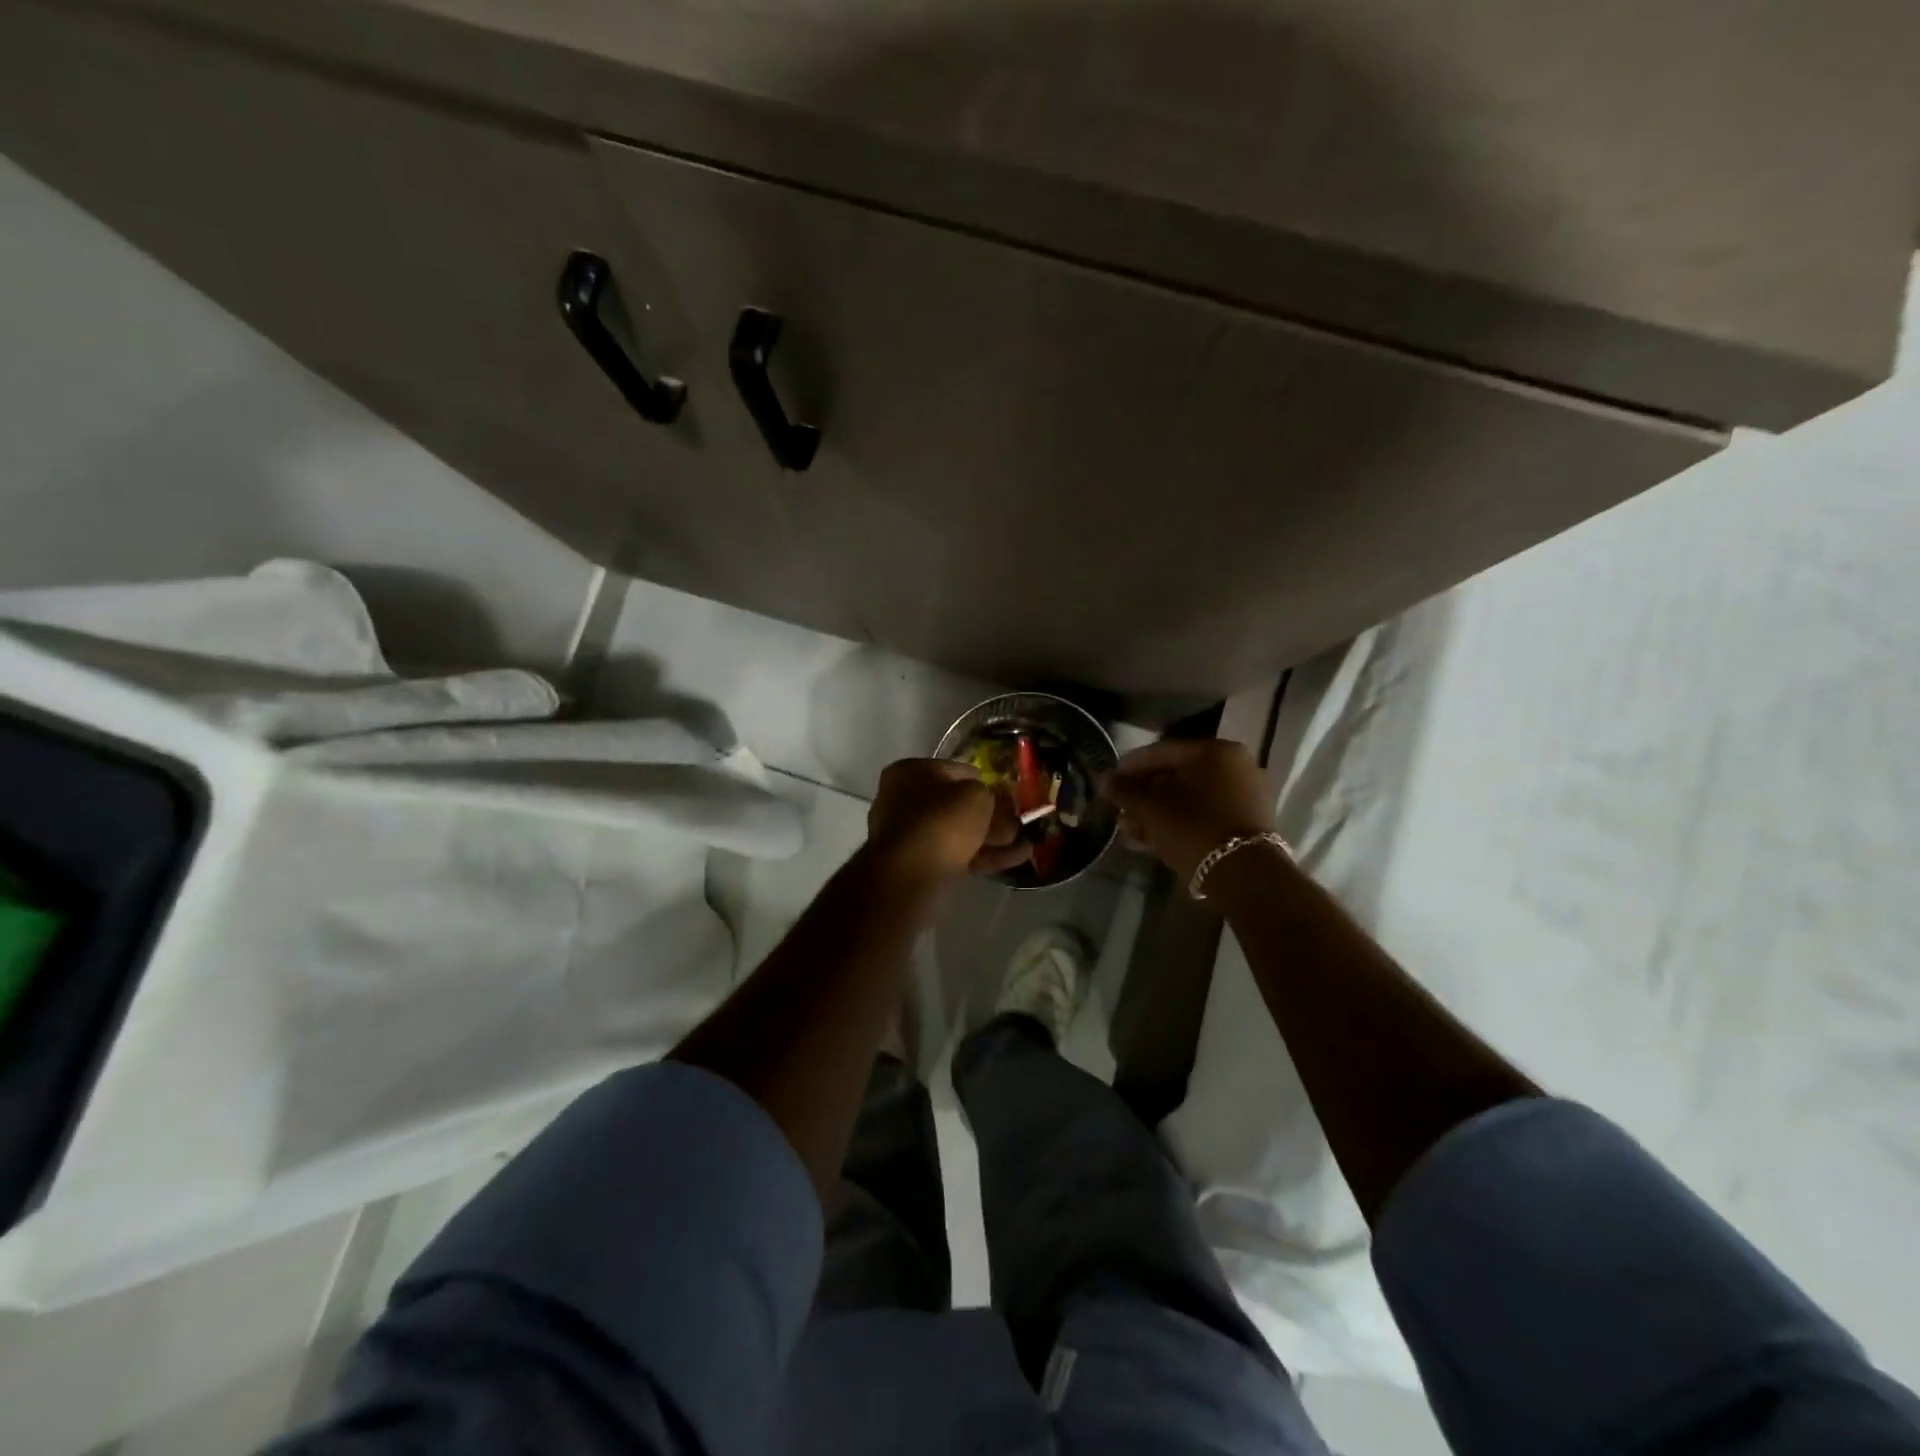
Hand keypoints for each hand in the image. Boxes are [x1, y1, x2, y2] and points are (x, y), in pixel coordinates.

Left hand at [866, 759, 1032, 885]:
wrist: (911, 875)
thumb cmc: (941, 821)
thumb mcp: (975, 795)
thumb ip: (989, 794)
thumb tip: (994, 802)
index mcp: (910, 773)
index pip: (955, 770)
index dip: (985, 780)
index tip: (1008, 793)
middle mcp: (905, 801)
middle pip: (957, 804)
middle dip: (991, 814)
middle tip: (1019, 820)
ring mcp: (912, 836)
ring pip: (960, 833)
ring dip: (994, 837)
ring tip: (1027, 842)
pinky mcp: (922, 866)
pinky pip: (960, 856)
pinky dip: (987, 856)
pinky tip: (1019, 857)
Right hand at [1102, 739, 1273, 883]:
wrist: (1245, 875)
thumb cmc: (1194, 829)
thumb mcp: (1150, 808)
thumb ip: (1124, 790)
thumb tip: (1105, 780)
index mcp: (1214, 751)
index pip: (1160, 752)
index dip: (1128, 768)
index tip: (1108, 783)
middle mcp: (1233, 765)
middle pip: (1174, 776)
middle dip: (1142, 796)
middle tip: (1119, 812)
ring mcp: (1243, 794)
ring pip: (1188, 798)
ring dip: (1156, 813)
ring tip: (1130, 832)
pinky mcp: (1246, 821)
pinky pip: (1204, 813)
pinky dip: (1178, 822)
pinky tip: (1151, 840)